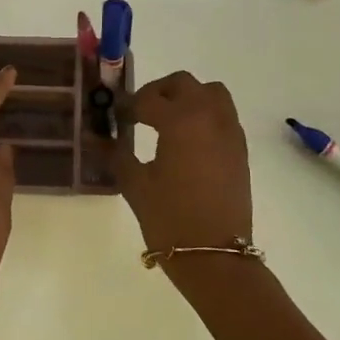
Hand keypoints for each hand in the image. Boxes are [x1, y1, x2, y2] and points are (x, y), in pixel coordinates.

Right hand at [117, 71, 253, 256]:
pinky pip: (223, 115)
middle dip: (159, 92)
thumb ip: (117, 154)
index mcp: (180, 120)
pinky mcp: (240, 149)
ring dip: (188, 98)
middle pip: (184, 83)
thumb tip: (99, 137)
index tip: (116, 118)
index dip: (128, 106)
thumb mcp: (135, 185)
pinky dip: (205, 115)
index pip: (148, 99)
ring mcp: (229, 132)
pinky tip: (188, 141)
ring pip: (211, 93)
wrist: (215, 255)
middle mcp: (209, 117)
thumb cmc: (170, 218)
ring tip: (168, 121)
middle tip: (141, 112)